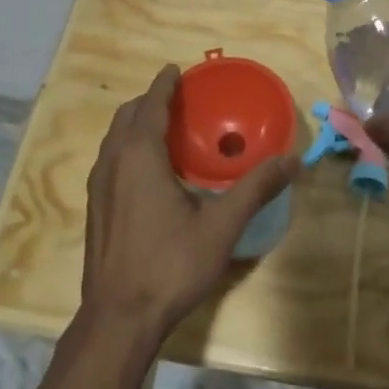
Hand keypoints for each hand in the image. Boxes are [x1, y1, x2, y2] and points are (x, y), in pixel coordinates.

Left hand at [82, 65, 300, 339]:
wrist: (118, 320)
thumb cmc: (170, 265)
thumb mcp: (221, 226)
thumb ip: (256, 188)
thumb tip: (293, 161)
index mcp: (139, 154)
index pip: (151, 104)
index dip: (164, 84)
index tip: (178, 69)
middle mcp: (113, 161)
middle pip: (128, 116)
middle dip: (150, 100)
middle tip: (179, 98)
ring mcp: (99, 186)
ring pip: (115, 138)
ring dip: (136, 124)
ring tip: (166, 128)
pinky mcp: (95, 208)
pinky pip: (111, 160)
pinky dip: (128, 147)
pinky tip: (151, 171)